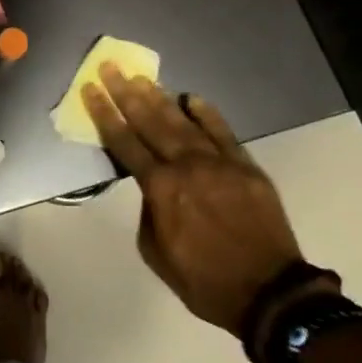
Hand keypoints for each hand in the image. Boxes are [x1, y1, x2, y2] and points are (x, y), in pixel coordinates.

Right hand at [83, 65, 304, 337]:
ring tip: (141, 77)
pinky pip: (222, 131)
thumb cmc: (206, 282)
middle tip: (111, 67)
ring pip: (182, 121)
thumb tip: (152, 187)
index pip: (124, 142)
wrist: (271, 294)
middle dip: (125, 93)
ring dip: (159, 97)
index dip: (104, 114)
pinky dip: (206, 112)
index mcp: (160, 188)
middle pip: (149, 121)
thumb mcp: (157, 254)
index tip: (90, 89)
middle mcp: (185, 166)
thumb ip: (149, 212)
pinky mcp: (245, 165)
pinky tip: (190, 97)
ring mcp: (218, 162)